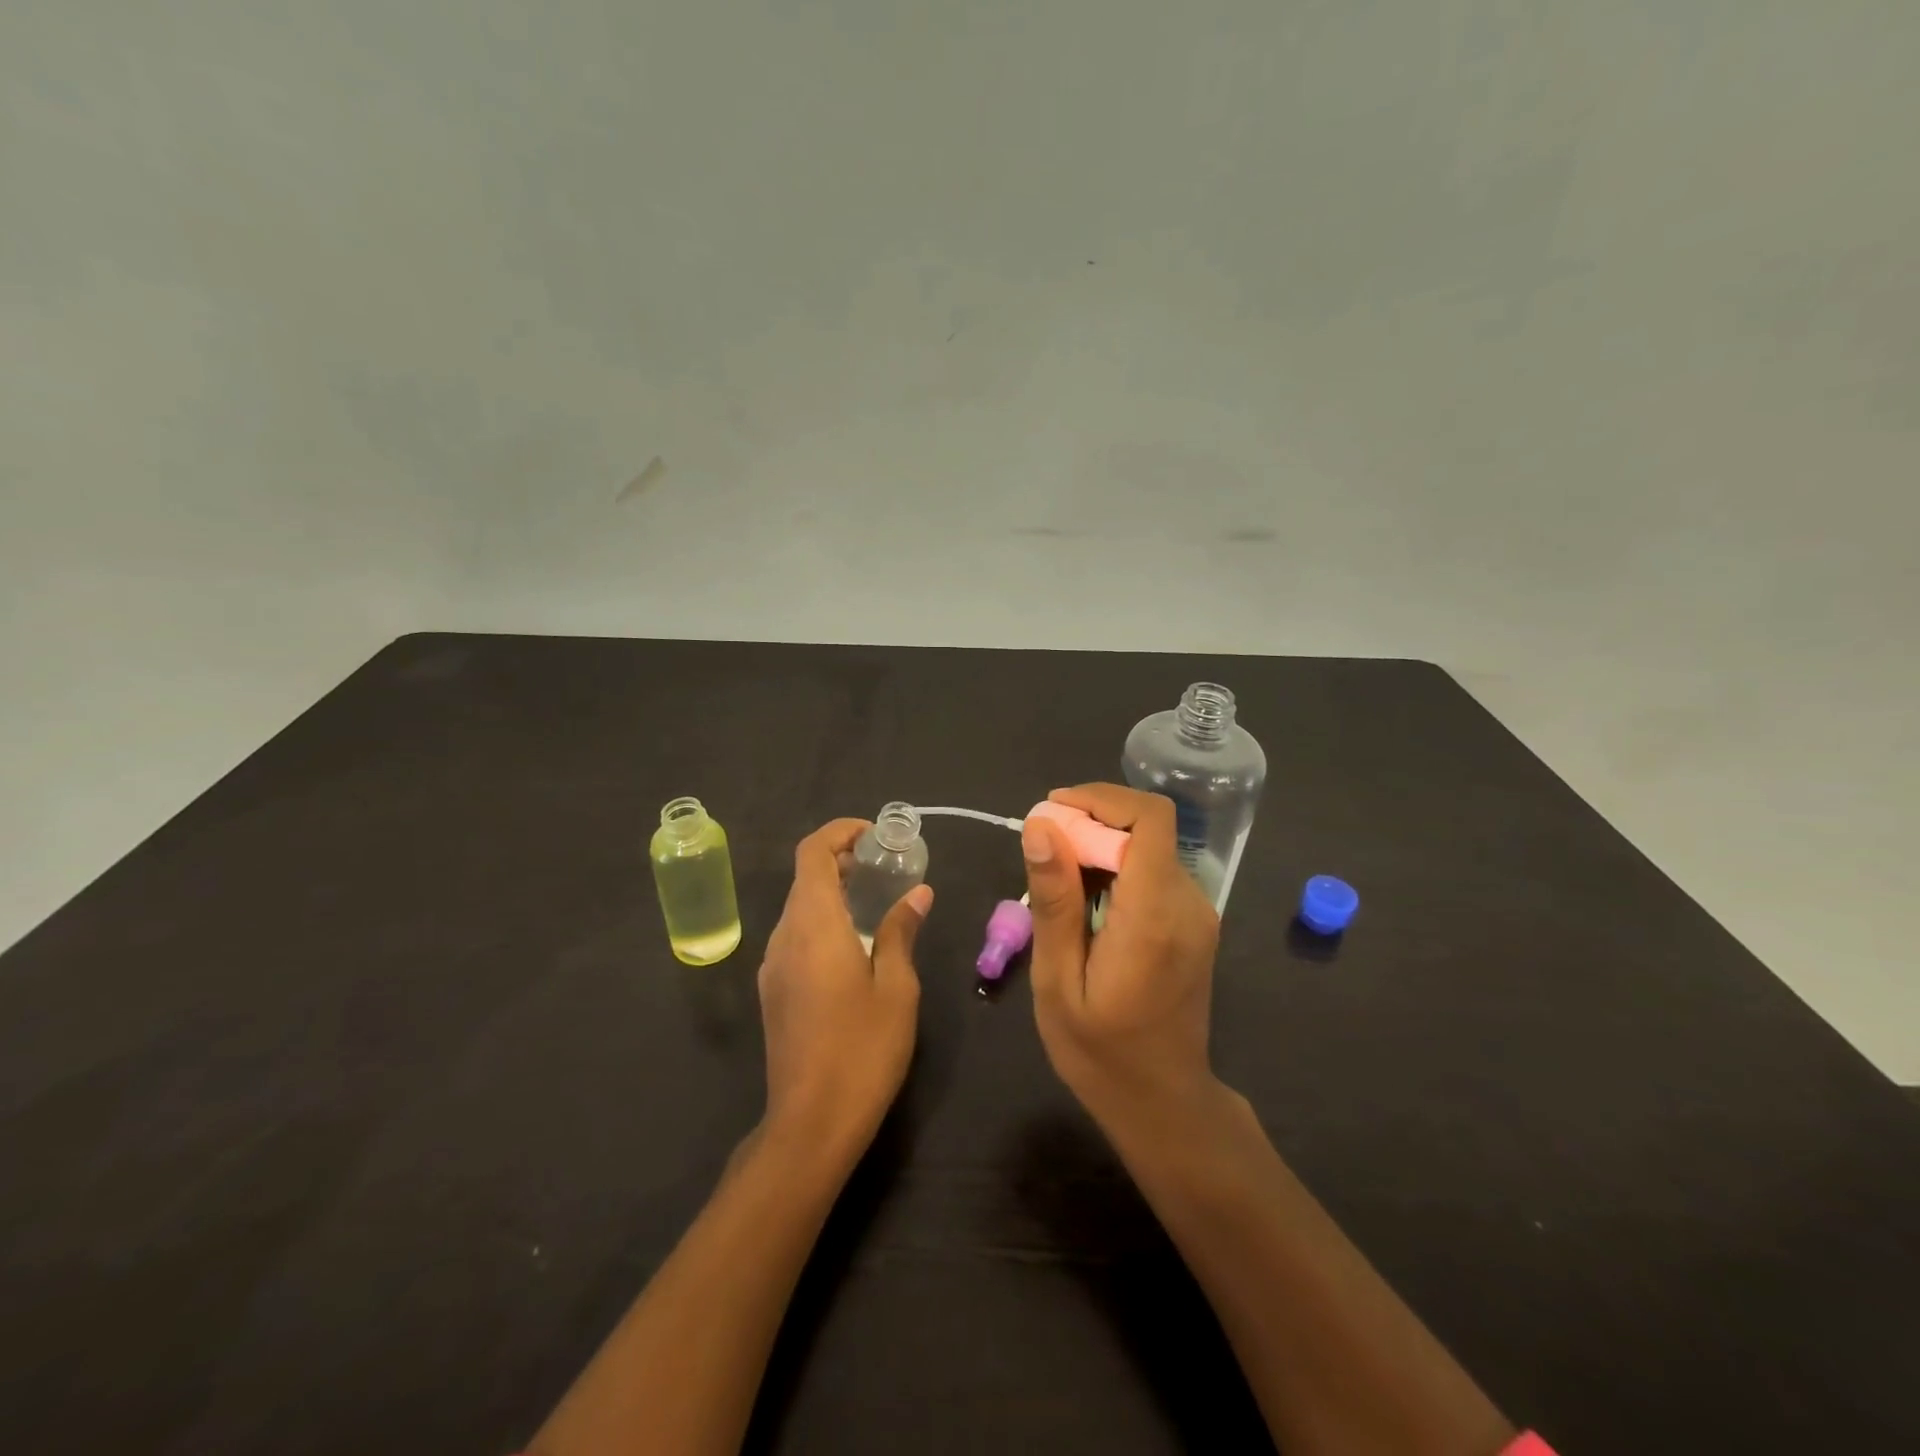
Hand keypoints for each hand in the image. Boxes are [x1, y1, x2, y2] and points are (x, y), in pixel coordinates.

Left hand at [757, 818, 930, 1155]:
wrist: (810, 1123)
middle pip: (804, 877)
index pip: (812, 852)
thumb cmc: (862, 1050)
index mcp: (813, 925)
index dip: (840, 832)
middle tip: (887, 868)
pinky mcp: (773, 990)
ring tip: (878, 903)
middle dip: (843, 860)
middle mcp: (784, 936)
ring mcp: (773, 964)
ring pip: (799, 907)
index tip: (875, 837)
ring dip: (833, 892)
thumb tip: (917, 894)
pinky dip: (823, 921)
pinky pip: (796, 936)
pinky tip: (856, 945)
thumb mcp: (896, 988)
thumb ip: (900, 932)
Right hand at [1022, 784, 1223, 1134]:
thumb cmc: (1099, 1051)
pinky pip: (1153, 872)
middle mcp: (1188, 903)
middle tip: (1042, 852)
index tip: (1054, 810)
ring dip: (1101, 846)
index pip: (1151, 819)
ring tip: (1056, 882)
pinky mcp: (1193, 922)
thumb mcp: (1057, 980)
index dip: (1103, 798)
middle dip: (1091, 823)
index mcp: (1154, 915)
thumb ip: (1055, 900)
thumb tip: (1041, 827)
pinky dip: (1117, 869)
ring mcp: (1197, 913)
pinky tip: (1085, 904)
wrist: (1162, 1102)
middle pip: (1146, 829)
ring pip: (1149, 847)